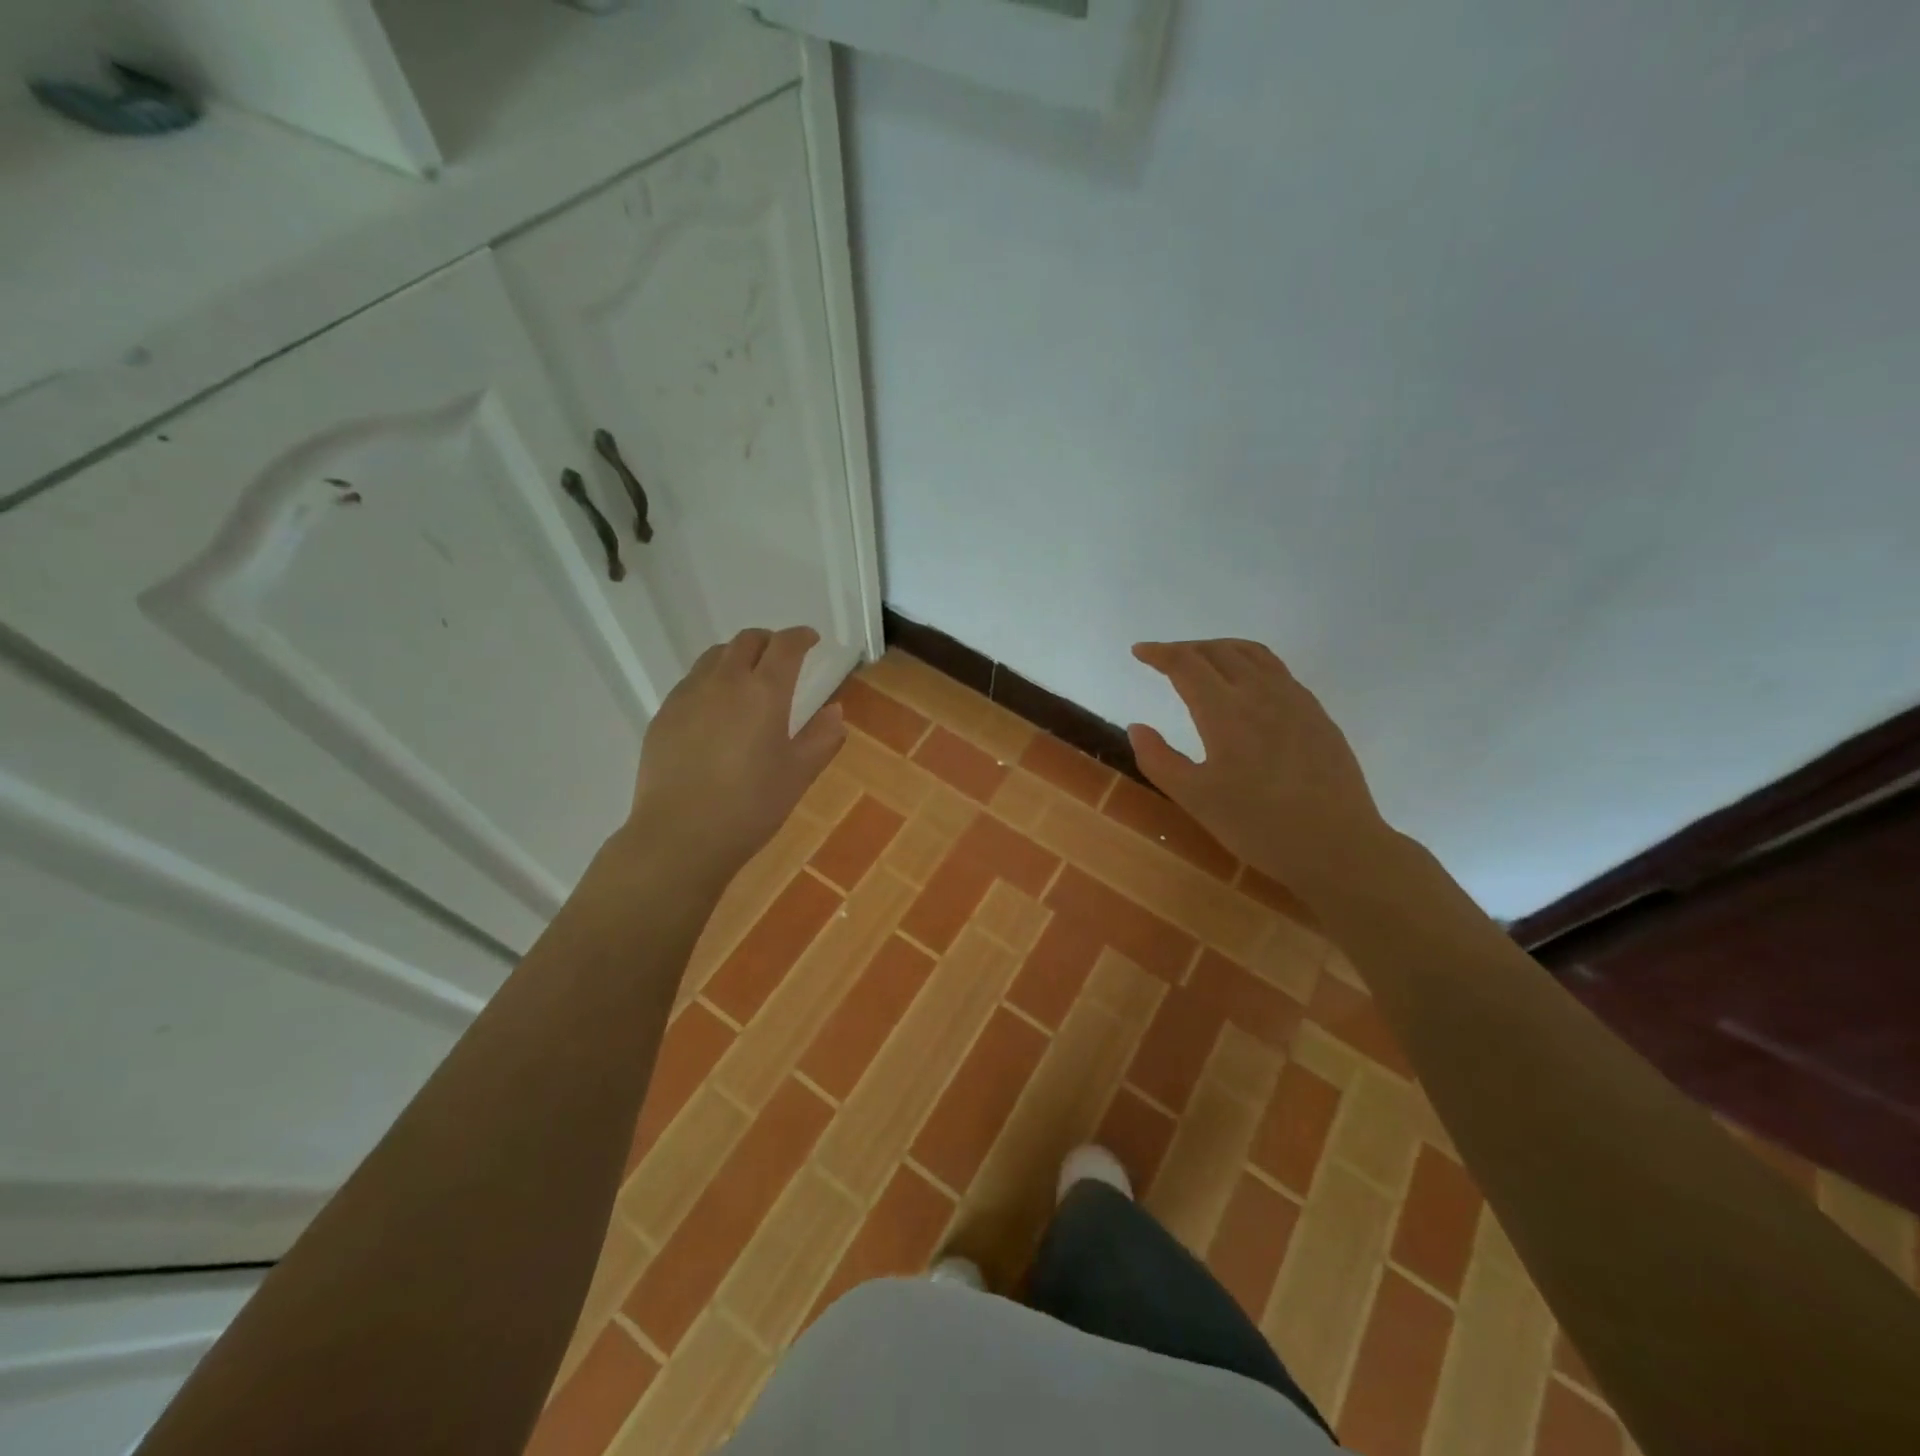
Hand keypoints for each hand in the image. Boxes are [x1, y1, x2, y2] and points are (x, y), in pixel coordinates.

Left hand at [623, 626, 844, 875]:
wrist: (681, 835)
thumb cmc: (751, 805)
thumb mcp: (798, 774)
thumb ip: (822, 737)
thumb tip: (835, 711)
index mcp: (765, 691)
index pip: (785, 646)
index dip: (801, 637)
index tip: (811, 639)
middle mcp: (724, 681)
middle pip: (746, 641)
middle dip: (768, 641)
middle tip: (781, 657)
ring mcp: (688, 695)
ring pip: (714, 656)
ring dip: (736, 656)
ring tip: (746, 677)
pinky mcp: (663, 714)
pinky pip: (691, 681)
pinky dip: (710, 680)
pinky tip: (715, 709)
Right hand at [1127, 639, 1391, 893]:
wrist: (1338, 846)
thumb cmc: (1259, 826)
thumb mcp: (1196, 799)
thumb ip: (1159, 760)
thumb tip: (1137, 727)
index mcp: (1225, 712)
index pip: (1186, 664)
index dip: (1159, 653)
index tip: (1139, 652)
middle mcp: (1260, 693)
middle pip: (1218, 651)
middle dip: (1186, 648)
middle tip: (1164, 660)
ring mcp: (1294, 699)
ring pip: (1251, 653)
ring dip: (1219, 649)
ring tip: (1202, 662)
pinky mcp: (1316, 713)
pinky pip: (1276, 669)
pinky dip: (1248, 662)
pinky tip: (1245, 686)